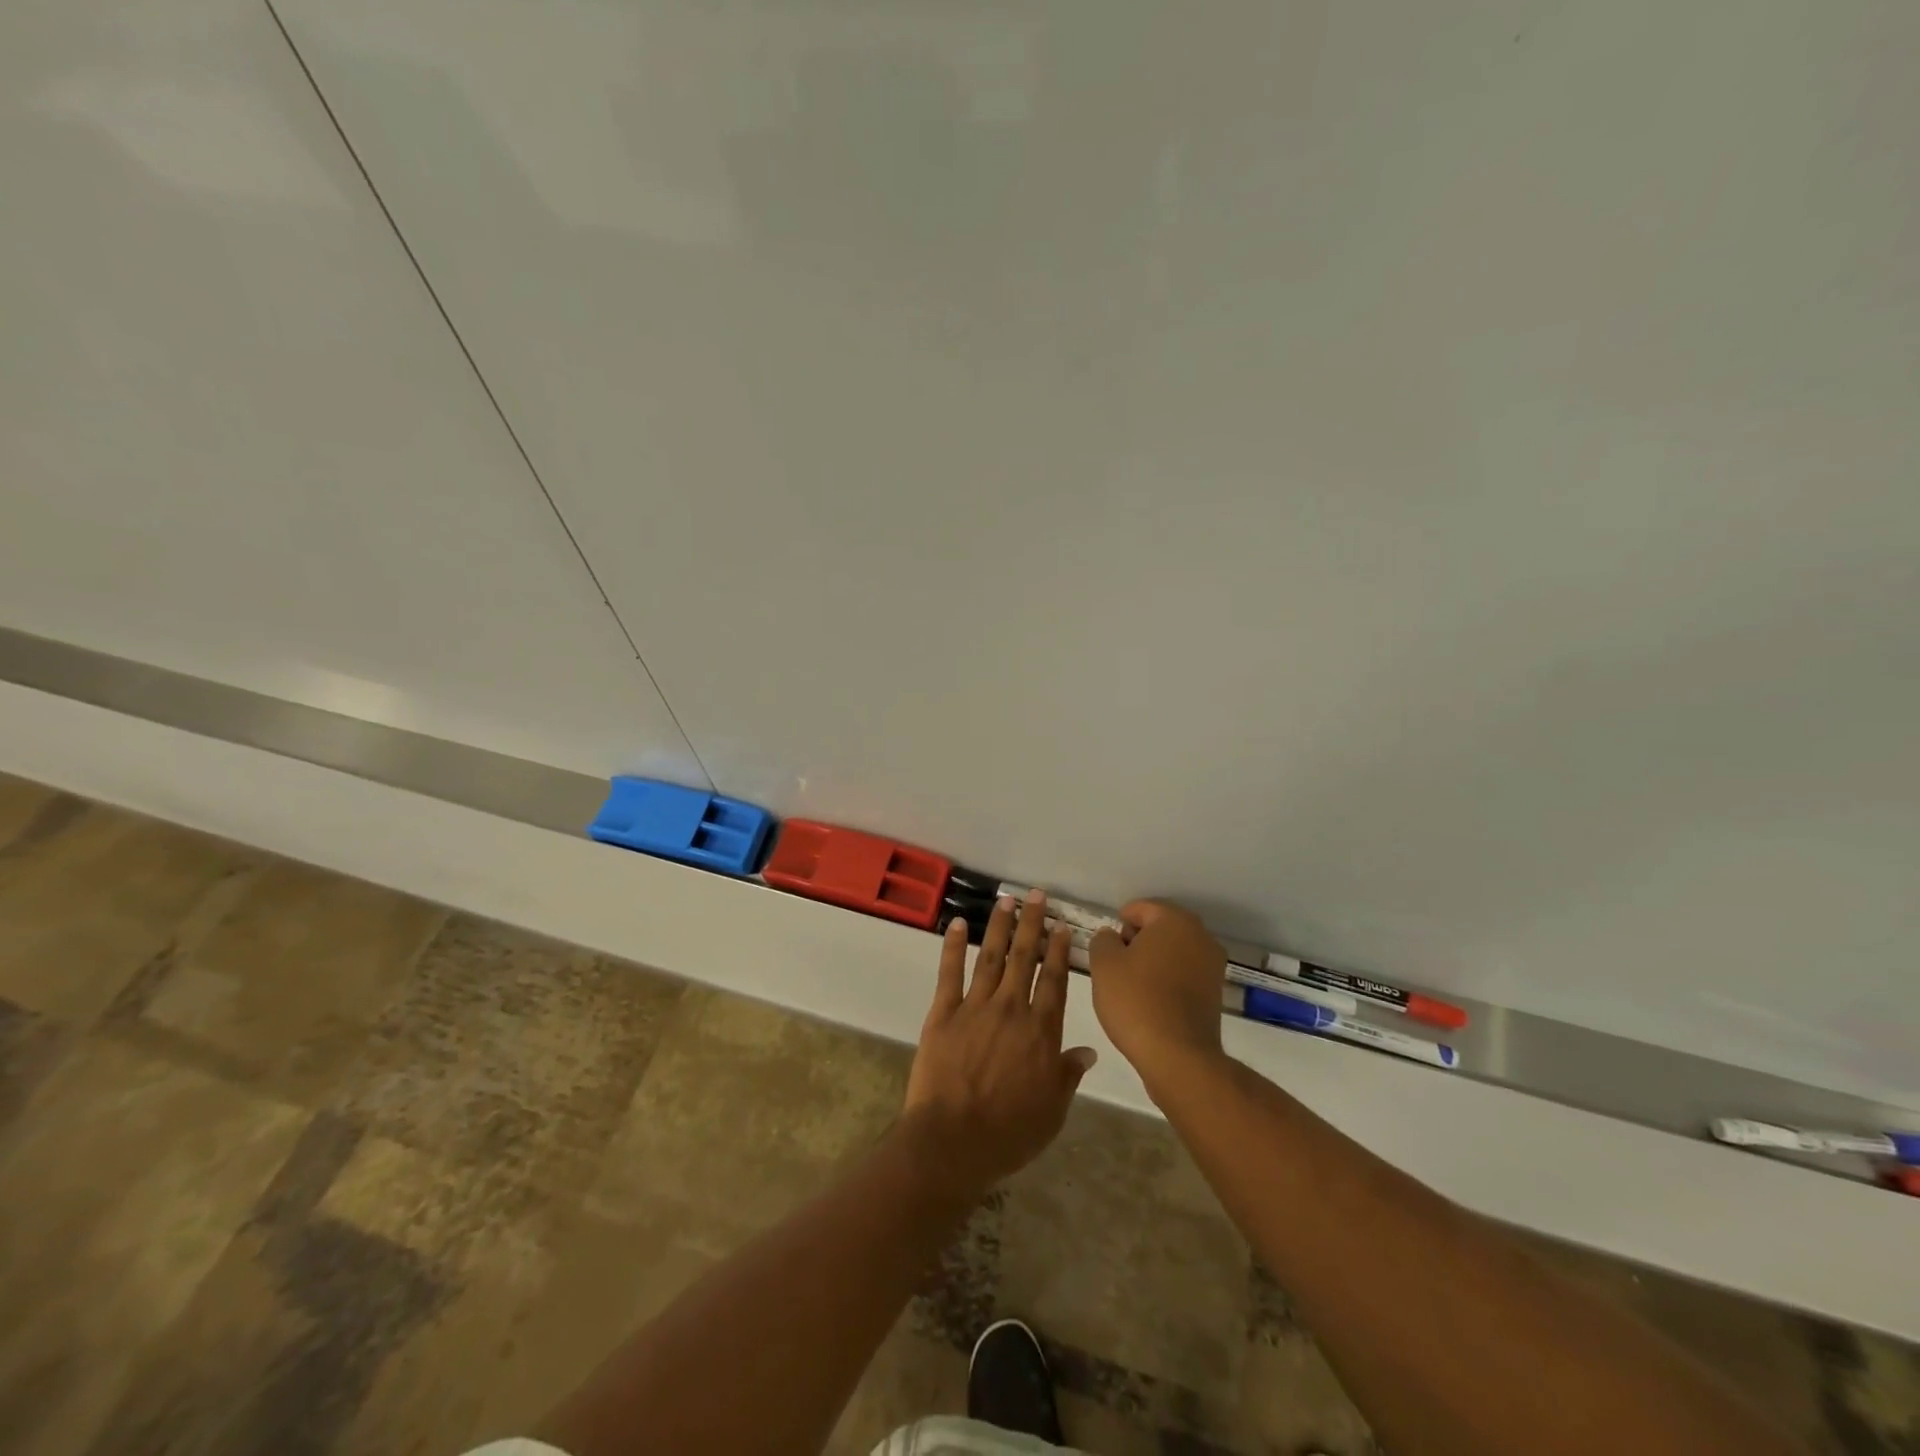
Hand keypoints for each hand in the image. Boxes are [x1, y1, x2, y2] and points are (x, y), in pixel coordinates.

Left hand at [900, 890, 1096, 1197]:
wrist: (953, 1142)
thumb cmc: (1009, 1133)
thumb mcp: (1052, 1111)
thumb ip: (1068, 1075)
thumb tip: (1087, 1051)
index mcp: (1041, 1032)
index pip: (1054, 981)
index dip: (1058, 951)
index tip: (1061, 926)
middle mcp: (1012, 1009)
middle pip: (1025, 959)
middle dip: (1032, 924)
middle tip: (1036, 896)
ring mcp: (975, 1007)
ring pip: (992, 957)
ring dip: (1000, 927)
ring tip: (1006, 900)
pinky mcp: (943, 1013)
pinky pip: (950, 973)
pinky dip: (954, 946)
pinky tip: (958, 924)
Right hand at [1087, 900, 1228, 1091]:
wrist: (1177, 1056)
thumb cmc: (1136, 1000)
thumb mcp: (1104, 964)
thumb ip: (1103, 940)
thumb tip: (1112, 937)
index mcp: (1175, 920)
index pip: (1140, 908)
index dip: (1118, 925)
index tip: (1107, 950)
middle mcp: (1201, 936)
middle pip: (1159, 928)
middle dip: (1136, 942)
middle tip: (1116, 967)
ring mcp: (1212, 966)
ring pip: (1173, 952)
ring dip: (1152, 962)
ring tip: (1132, 987)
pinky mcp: (1216, 993)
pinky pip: (1184, 974)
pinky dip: (1167, 980)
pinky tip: (1151, 1002)